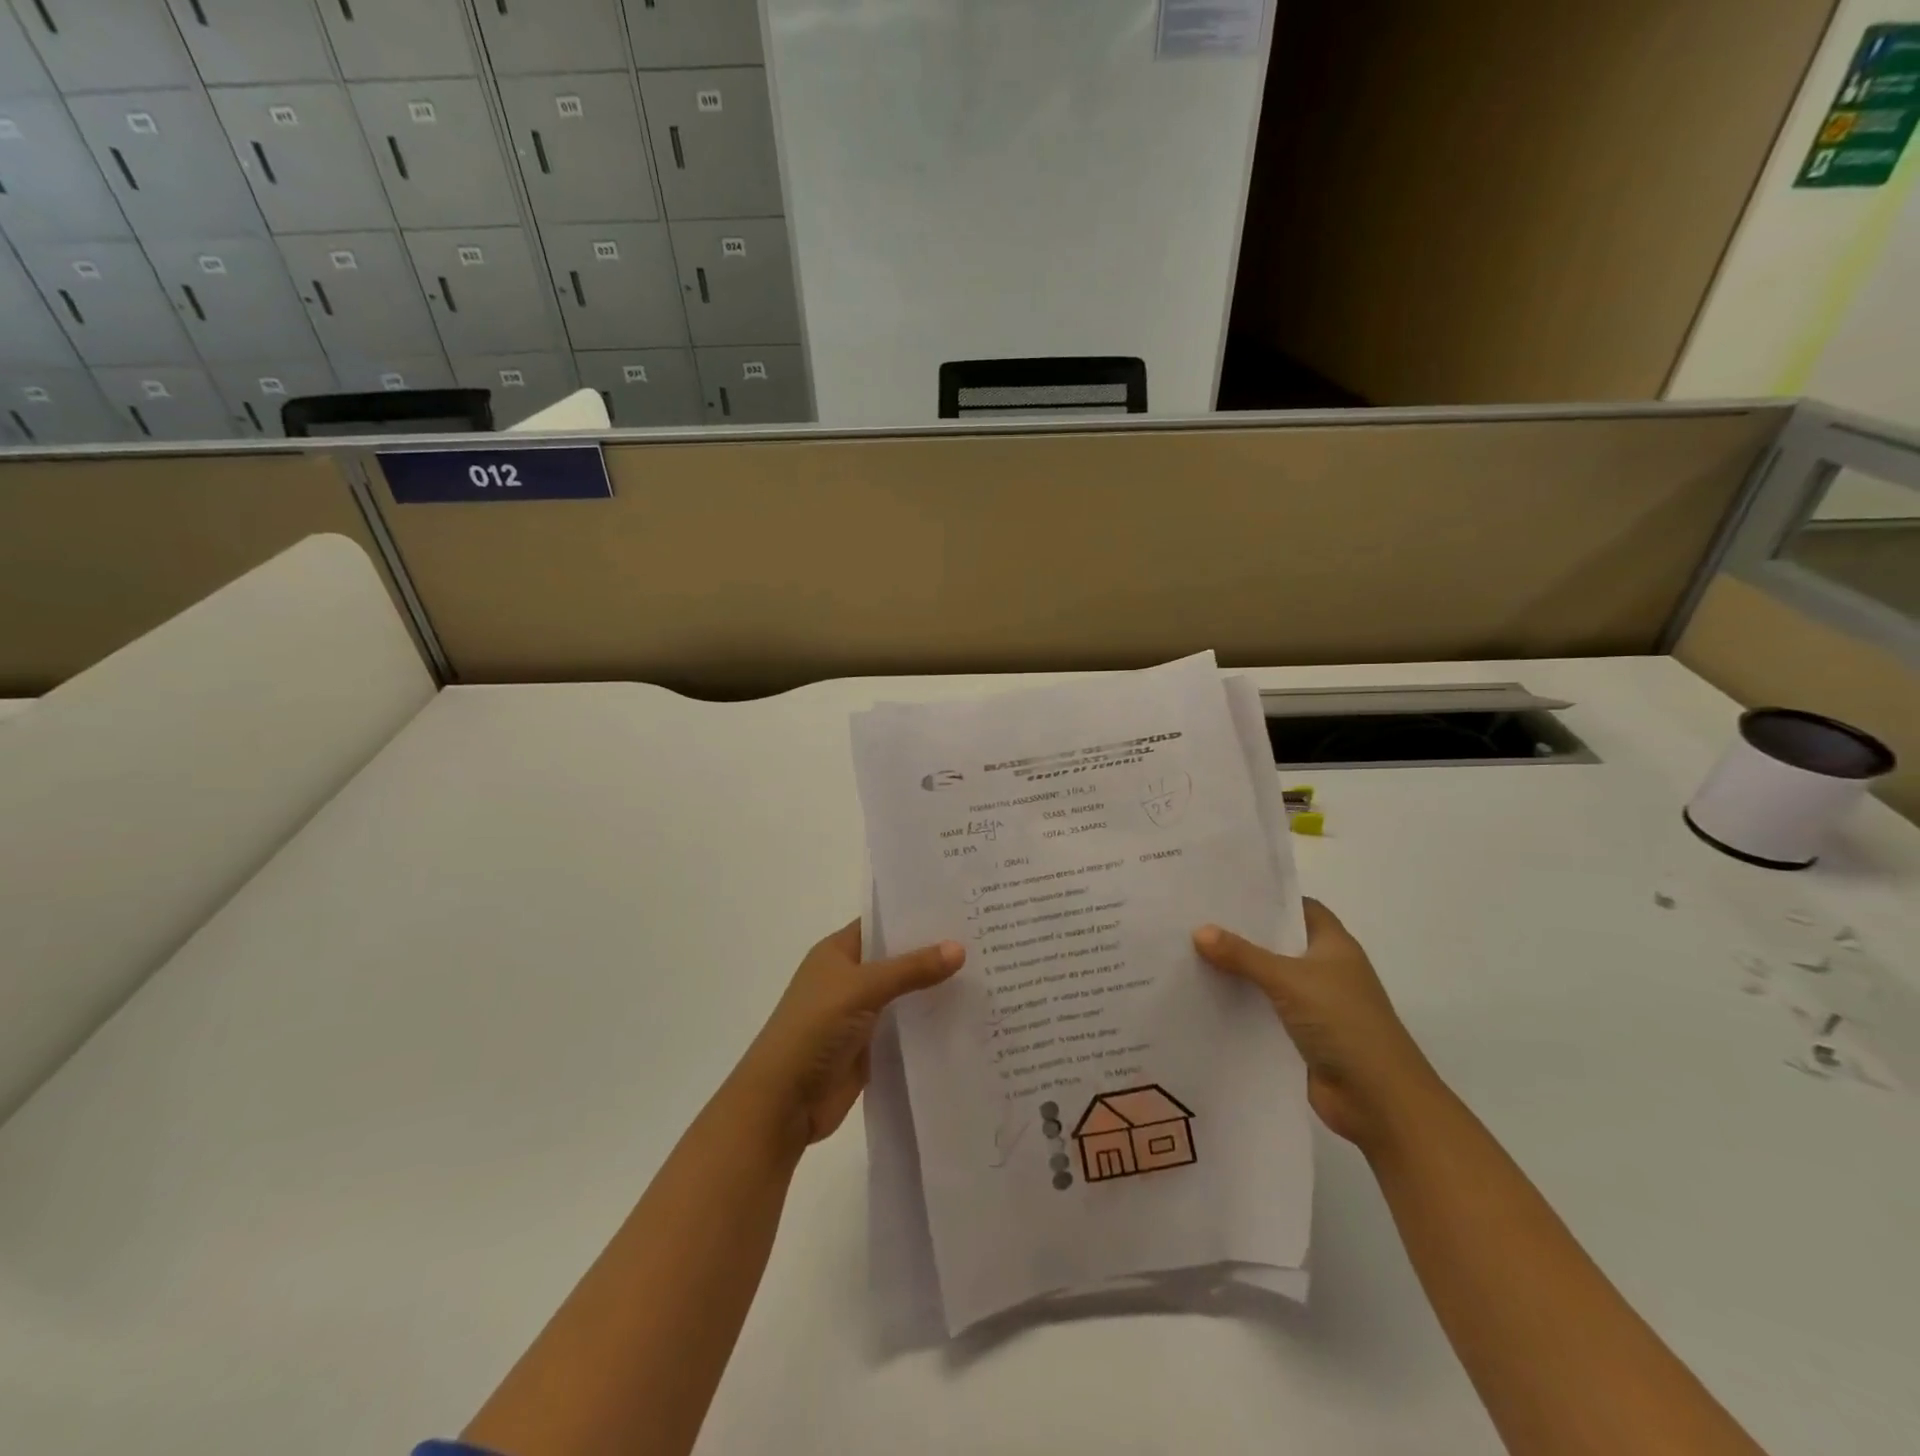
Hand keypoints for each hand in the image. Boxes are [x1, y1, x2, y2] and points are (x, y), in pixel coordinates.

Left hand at [731, 921, 963, 1157]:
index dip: (914, 914)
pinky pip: (907, 1026)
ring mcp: (860, 1013)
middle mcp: (850, 978)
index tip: (958, 906)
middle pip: (897, 958)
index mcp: (838, 952)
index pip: (881, 922)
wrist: (784, 1101)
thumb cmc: (814, 1028)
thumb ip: (911, 969)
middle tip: (983, 937)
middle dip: (933, 951)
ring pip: (905, 993)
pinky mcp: (872, 1046)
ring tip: (987, 972)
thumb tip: (959, 948)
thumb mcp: (862, 988)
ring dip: (935, 988)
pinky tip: (967, 1016)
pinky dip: (930, 1022)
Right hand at [1194, 900, 1442, 1152]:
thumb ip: (1243, 955)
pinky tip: (1206, 997)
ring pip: (1269, 978)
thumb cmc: (1344, 1024)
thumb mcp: (1289, 980)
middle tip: (1196, 918)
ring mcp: (1315, 1005)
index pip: (1300, 908)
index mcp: (1334, 946)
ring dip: (1239, 971)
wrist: (1379, 1101)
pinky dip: (1242, 1005)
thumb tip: (1199, 930)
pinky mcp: (1302, 1036)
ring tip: (1190, 952)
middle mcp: (1326, 970)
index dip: (1269, 899)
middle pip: (1280, 942)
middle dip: (1243, 933)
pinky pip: (1265, 1011)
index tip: (1226, 892)